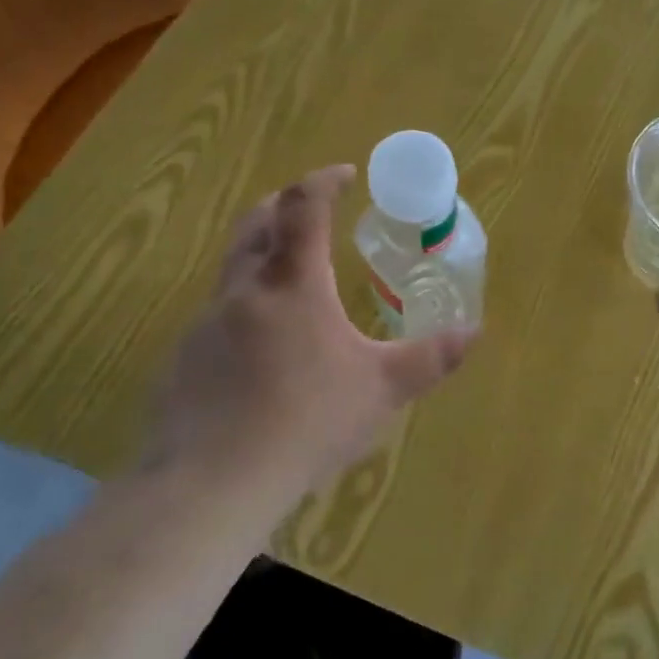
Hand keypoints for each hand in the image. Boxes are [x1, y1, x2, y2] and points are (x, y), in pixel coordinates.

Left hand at [152, 164, 476, 494]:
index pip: (305, 207)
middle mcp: (245, 289)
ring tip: (293, 277)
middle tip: (311, 209)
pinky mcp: (184, 358)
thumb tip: (475, 331)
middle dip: (285, 204)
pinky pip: (217, 312)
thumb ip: (430, 357)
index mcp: (294, 283)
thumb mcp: (382, 389)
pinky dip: (244, 304)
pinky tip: (261, 346)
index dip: (324, 181)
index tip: (345, 174)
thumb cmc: (308, 422)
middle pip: (257, 222)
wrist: (212, 484)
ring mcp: (206, 322)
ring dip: (262, 252)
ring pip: (233, 266)